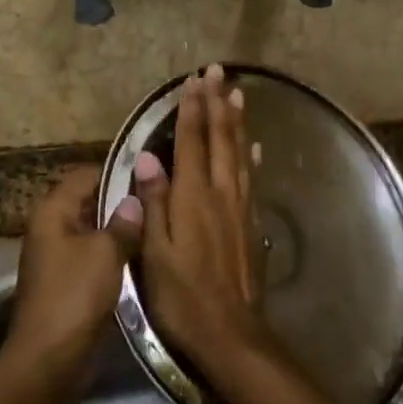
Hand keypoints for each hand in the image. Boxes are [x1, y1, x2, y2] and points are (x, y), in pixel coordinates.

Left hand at [9, 165, 143, 382]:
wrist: (50, 357)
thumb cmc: (75, 294)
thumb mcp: (106, 252)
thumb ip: (123, 222)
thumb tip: (135, 200)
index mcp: (52, 211)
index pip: (85, 174)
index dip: (116, 171)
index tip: (150, 171)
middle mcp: (51, 228)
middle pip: (89, 202)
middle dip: (122, 201)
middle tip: (160, 198)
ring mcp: (58, 257)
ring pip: (94, 231)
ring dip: (120, 230)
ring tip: (158, 224)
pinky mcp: (68, 282)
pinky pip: (94, 256)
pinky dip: (114, 254)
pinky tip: (143, 256)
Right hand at [135, 65, 271, 380]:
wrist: (229, 331)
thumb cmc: (182, 294)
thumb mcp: (154, 251)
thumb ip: (153, 201)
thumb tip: (148, 156)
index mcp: (192, 197)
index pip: (192, 142)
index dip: (191, 109)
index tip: (192, 80)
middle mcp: (220, 193)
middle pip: (220, 139)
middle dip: (217, 103)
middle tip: (218, 72)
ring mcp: (240, 207)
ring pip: (239, 153)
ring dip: (237, 121)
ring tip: (237, 94)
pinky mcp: (250, 224)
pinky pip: (251, 179)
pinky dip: (251, 157)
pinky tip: (254, 148)